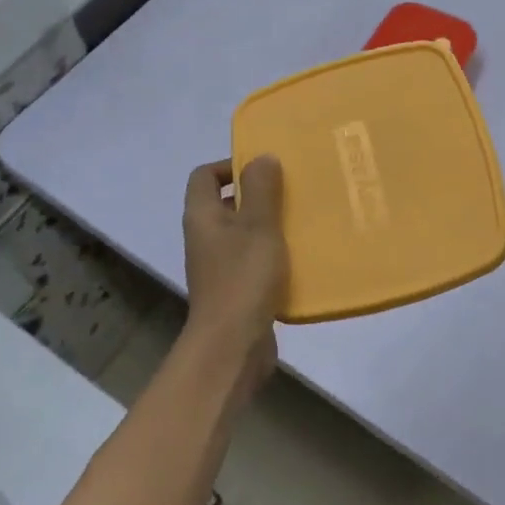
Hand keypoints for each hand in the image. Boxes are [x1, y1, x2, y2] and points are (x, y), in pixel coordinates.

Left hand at [182, 156, 288, 389]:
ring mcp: (218, 265)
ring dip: (268, 224)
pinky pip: (252, 259)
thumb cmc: (243, 277)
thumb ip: (260, 188)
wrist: (233, 346)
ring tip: (301, 220)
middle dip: (257, 194)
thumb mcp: (258, 225)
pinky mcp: (234, 289)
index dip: (230, 165)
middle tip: (290, 191)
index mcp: (202, 216)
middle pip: (225, 202)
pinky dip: (272, 254)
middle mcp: (204, 237)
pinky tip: (299, 257)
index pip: (204, 175)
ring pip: (242, 232)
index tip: (264, 169)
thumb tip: (261, 158)